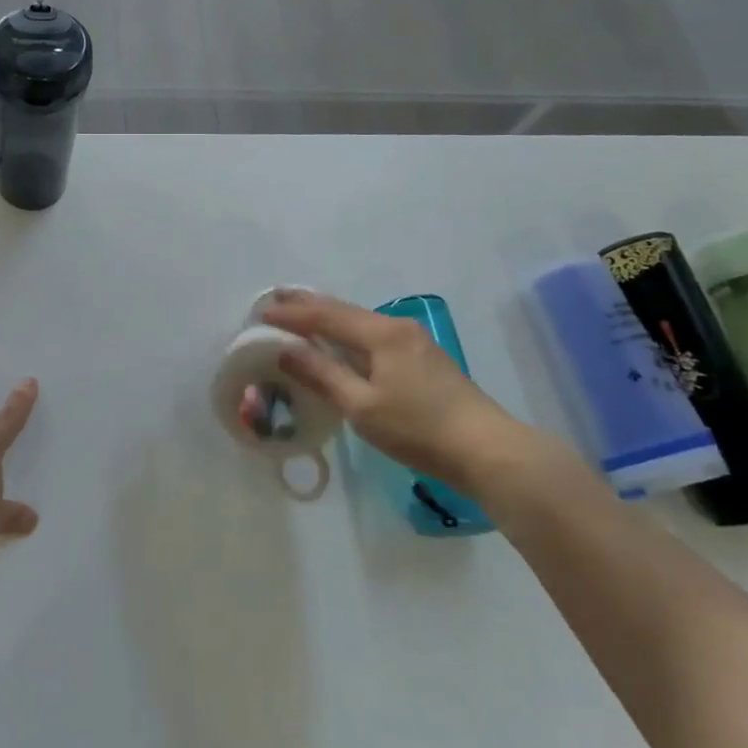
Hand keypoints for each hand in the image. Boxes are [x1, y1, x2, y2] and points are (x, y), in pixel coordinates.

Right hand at [263, 290, 538, 491]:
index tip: (259, 313)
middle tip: (276, 297)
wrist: (488, 450)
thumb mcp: (362, 406)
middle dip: (309, 305)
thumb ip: (322, 374)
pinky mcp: (424, 361)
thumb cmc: (419, 429)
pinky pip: (374, 337)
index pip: (326, 316)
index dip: (291, 314)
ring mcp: (415, 343)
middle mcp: (398, 328)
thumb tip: (284, 350)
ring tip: (302, 315)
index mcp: (381, 334)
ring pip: (361, 323)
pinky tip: (342, 343)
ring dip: (329, 319)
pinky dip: (348, 335)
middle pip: (345, 311)